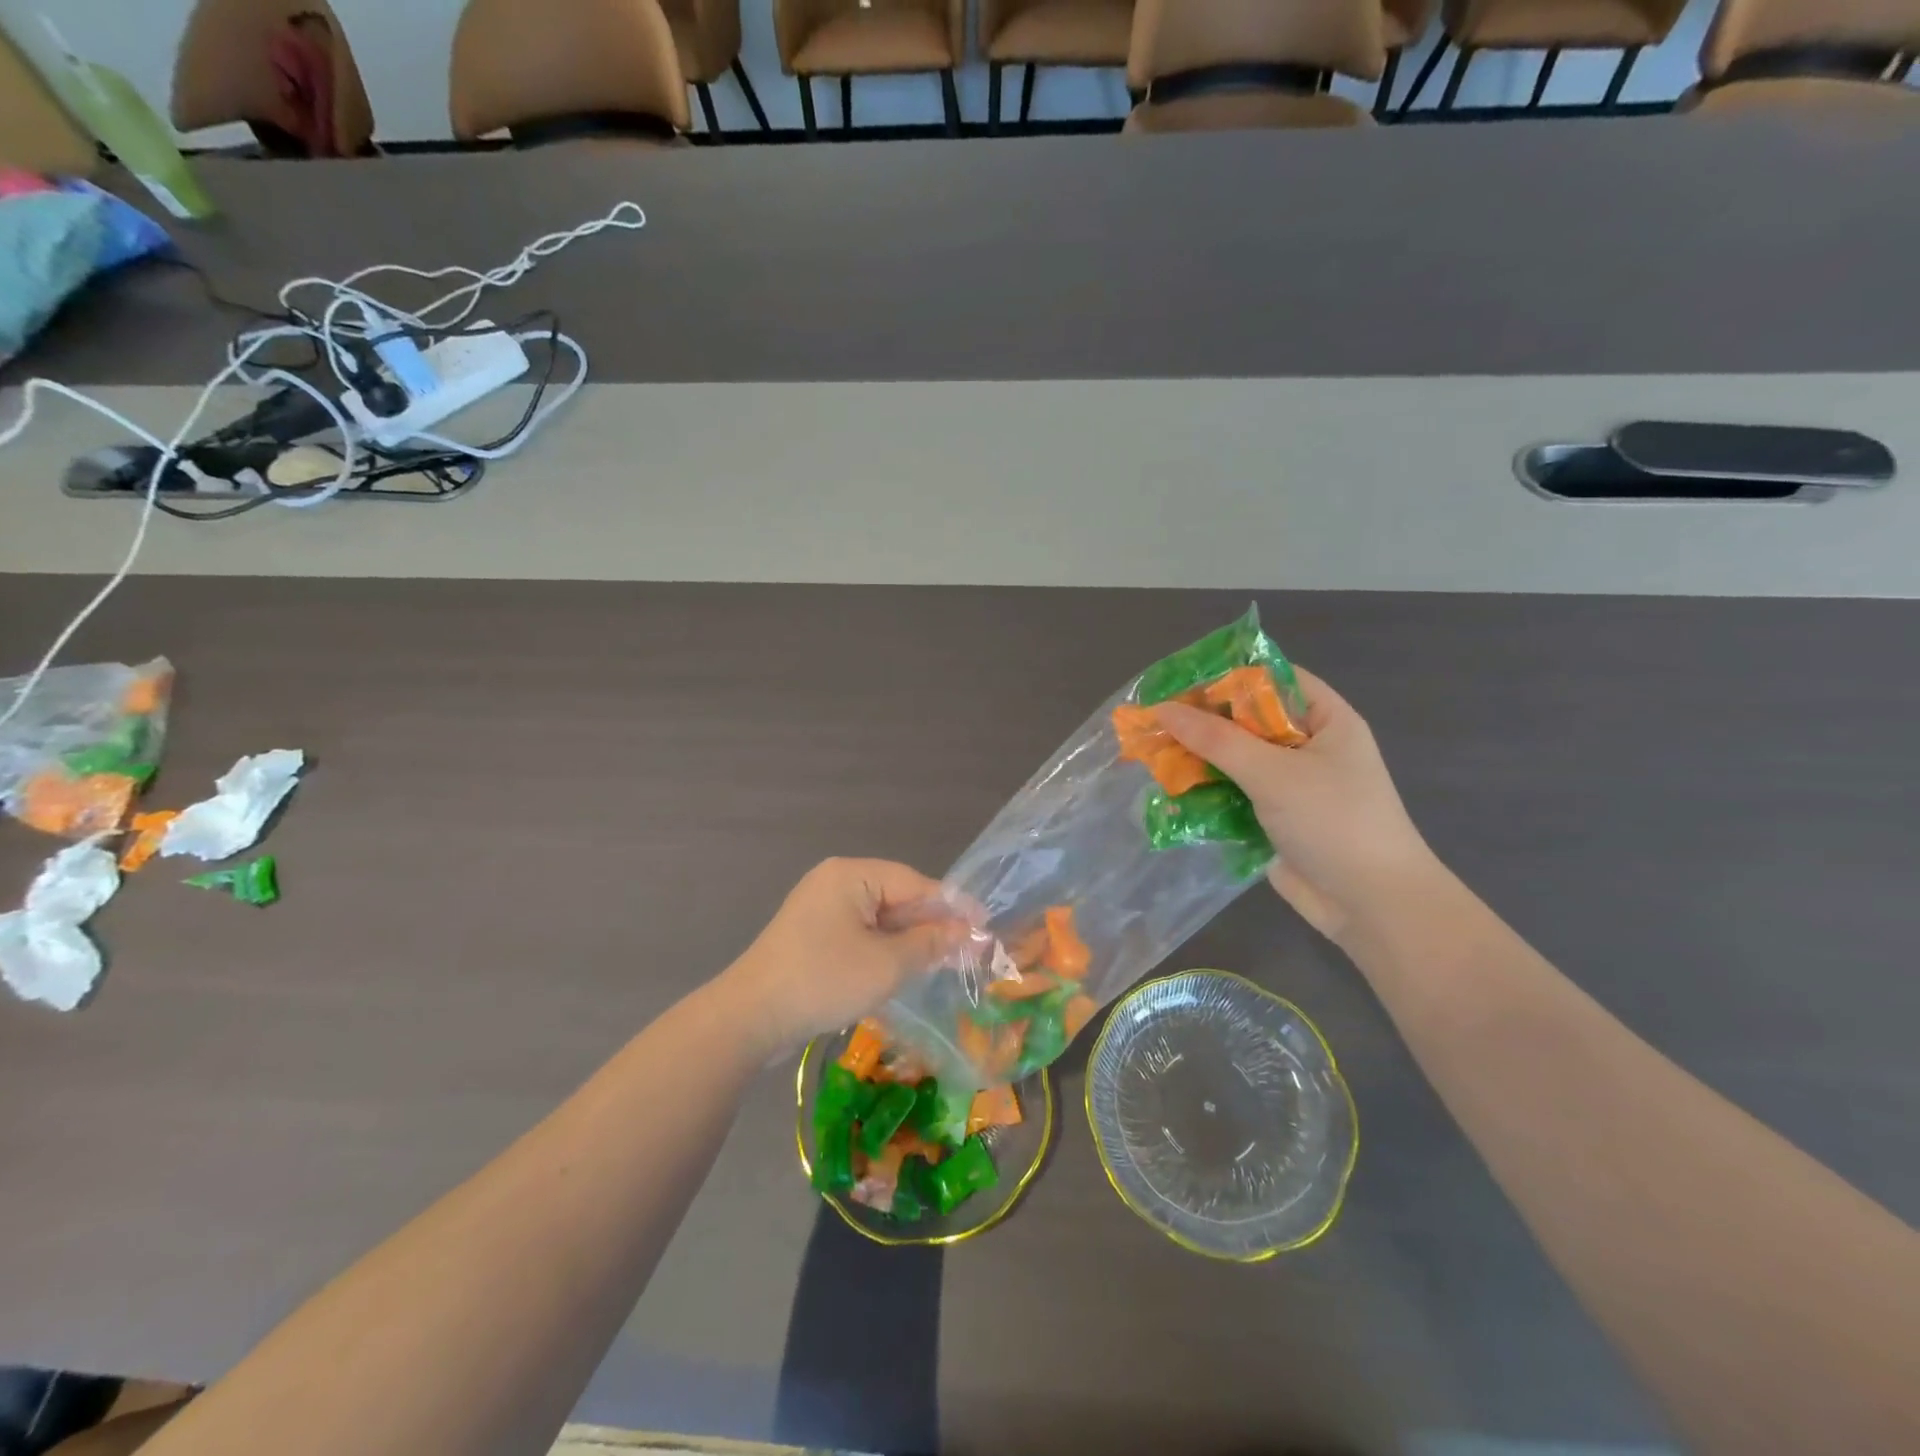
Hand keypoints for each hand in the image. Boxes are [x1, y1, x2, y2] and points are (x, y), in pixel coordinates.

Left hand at [718, 859, 970, 1056]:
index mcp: (851, 875)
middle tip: (967, 949)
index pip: (914, 882)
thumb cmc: (823, 980)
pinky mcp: (812, 936)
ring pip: (879, 919)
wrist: (750, 1018)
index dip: (951, 905)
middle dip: (929, 924)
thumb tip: (966, 932)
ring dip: (908, 940)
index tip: (985, 925)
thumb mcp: (886, 964)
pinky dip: (883, 949)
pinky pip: (859, 933)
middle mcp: (835, 882)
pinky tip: (903, 969)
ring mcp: (820, 909)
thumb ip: (929, 943)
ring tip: (942, 961)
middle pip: (896, 897)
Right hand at [1157, 669, 1437, 940]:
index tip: (1180, 682)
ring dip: (1198, 759)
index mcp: (1326, 720)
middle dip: (1202, 722)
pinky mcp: (1274, 818)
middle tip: (1154, 721)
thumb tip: (1162, 709)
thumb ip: (1216, 739)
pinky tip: (1170, 792)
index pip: (1273, 680)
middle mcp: (1308, 746)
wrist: (1371, 905)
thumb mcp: (1273, 772)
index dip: (1228, 677)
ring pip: (1236, 759)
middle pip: (1248, 721)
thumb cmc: (1333, 821)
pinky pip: (1233, 794)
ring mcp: (1291, 785)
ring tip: (1151, 755)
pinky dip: (1205, 792)